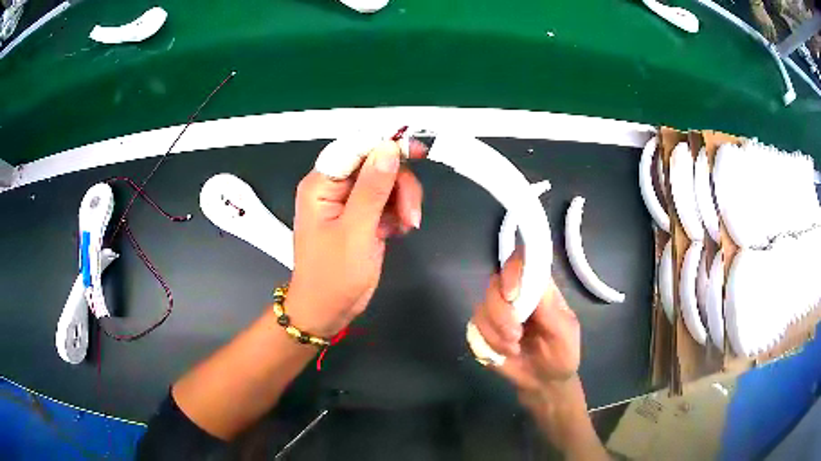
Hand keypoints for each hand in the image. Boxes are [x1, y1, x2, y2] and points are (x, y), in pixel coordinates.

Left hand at [286, 140, 425, 336]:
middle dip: (399, 185)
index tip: (417, 151)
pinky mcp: (363, 215)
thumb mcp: (356, 231)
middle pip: (375, 164)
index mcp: (322, 184)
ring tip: (406, 227)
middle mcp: (334, 187)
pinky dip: (399, 213)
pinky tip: (398, 232)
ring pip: (387, 182)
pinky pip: (388, 200)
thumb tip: (389, 147)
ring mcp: (350, 202)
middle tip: (411, 215)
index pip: (355, 147)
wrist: (328, 311)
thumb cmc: (334, 276)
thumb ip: (373, 188)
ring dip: (403, 201)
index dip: (385, 143)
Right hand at [471, 247, 580, 391]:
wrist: (545, 382)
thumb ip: (550, 310)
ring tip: (514, 349)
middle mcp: (516, 295)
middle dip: (501, 313)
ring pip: (481, 307)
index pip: (520, 263)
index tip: (512, 295)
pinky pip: (475, 328)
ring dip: (496, 333)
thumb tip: (537, 281)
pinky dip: (488, 343)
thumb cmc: (562, 354)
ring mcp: (497, 312)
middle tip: (516, 335)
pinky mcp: (485, 330)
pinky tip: (503, 354)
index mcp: (538, 289)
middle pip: (494, 284)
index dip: (511, 272)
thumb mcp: (564, 333)